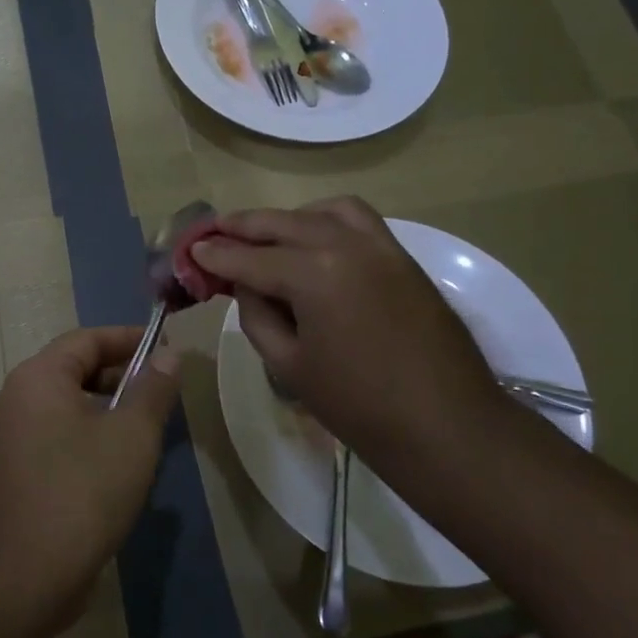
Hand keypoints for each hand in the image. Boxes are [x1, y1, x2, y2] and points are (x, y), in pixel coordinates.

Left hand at [0, 326, 180, 627]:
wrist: (22, 577)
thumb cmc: (81, 491)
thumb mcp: (131, 436)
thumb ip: (152, 390)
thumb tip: (168, 355)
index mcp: (39, 377)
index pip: (87, 339)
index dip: (129, 338)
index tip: (167, 348)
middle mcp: (19, 399)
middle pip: (76, 369)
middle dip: (122, 374)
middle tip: (164, 389)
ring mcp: (15, 438)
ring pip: (70, 406)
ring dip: (110, 409)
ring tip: (150, 426)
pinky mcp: (20, 472)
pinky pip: (61, 437)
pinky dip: (93, 436)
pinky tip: (122, 464)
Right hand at [191, 197, 505, 461]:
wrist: (447, 426)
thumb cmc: (359, 406)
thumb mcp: (289, 364)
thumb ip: (257, 314)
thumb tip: (246, 285)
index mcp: (314, 273)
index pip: (250, 258)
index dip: (216, 256)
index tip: (191, 251)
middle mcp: (346, 244)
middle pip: (282, 223)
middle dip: (242, 227)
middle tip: (213, 233)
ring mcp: (380, 245)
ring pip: (321, 212)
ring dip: (287, 218)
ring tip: (264, 235)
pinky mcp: (402, 256)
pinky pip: (357, 220)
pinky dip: (326, 219)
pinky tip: (314, 240)